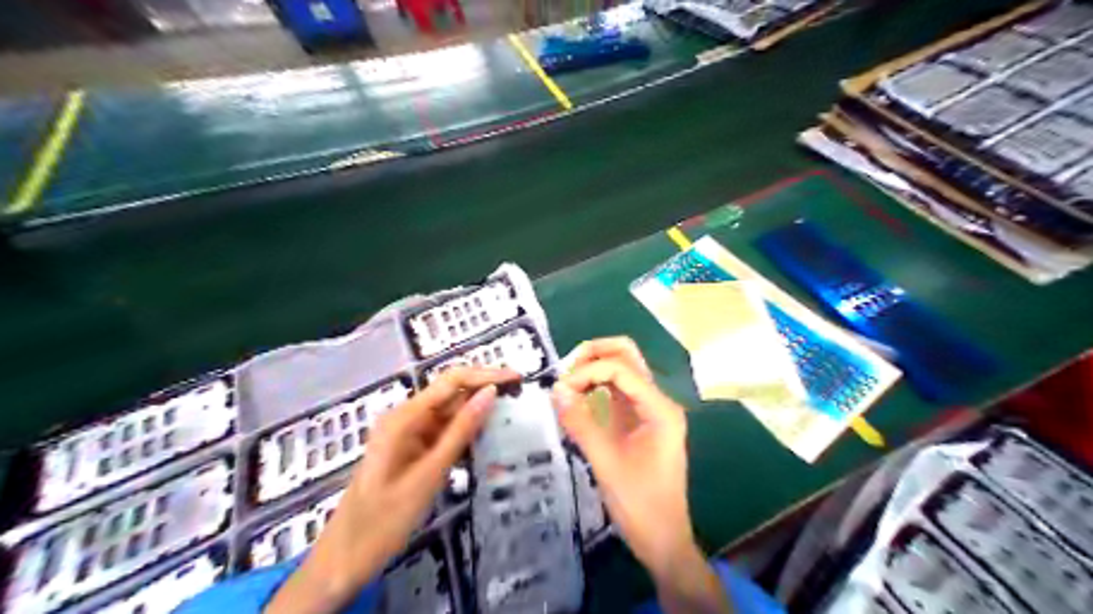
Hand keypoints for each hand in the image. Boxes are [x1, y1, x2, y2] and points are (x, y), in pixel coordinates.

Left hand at [267, 367, 518, 613]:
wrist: (346, 558)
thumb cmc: (385, 519)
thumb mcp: (430, 474)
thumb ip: (461, 431)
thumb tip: (491, 393)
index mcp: (404, 417)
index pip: (452, 381)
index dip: (486, 375)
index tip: (518, 378)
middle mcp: (405, 417)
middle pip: (451, 393)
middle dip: (484, 390)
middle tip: (519, 395)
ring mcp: (407, 433)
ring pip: (449, 413)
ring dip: (477, 413)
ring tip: (510, 414)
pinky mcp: (411, 449)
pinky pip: (442, 432)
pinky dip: (465, 434)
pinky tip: (486, 438)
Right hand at [551, 338, 727, 613]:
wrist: (663, 540)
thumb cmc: (640, 505)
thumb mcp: (606, 463)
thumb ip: (581, 423)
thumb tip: (555, 390)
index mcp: (659, 408)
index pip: (621, 369)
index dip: (587, 371)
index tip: (559, 390)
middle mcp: (658, 401)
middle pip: (627, 357)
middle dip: (594, 355)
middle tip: (564, 370)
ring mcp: (650, 410)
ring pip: (623, 371)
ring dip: (594, 368)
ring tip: (566, 382)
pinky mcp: (640, 421)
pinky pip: (618, 391)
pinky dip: (597, 386)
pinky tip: (578, 397)